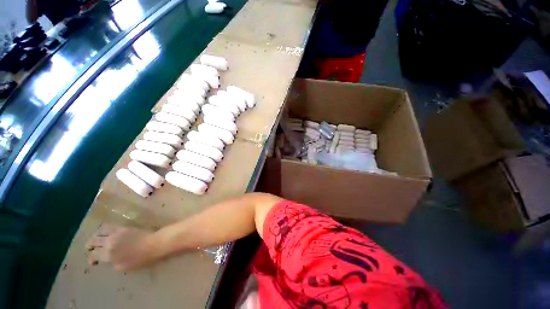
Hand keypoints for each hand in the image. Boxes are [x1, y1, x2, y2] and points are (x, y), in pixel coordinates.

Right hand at [86, 225, 156, 271]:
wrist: (153, 244)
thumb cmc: (140, 258)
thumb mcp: (123, 267)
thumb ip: (112, 263)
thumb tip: (107, 259)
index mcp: (108, 254)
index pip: (93, 255)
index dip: (91, 259)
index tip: (93, 262)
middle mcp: (109, 242)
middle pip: (93, 242)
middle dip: (90, 246)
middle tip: (90, 249)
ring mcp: (115, 233)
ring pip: (99, 233)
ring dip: (94, 237)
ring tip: (94, 240)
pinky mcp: (123, 228)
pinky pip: (109, 227)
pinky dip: (103, 230)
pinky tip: (103, 233)